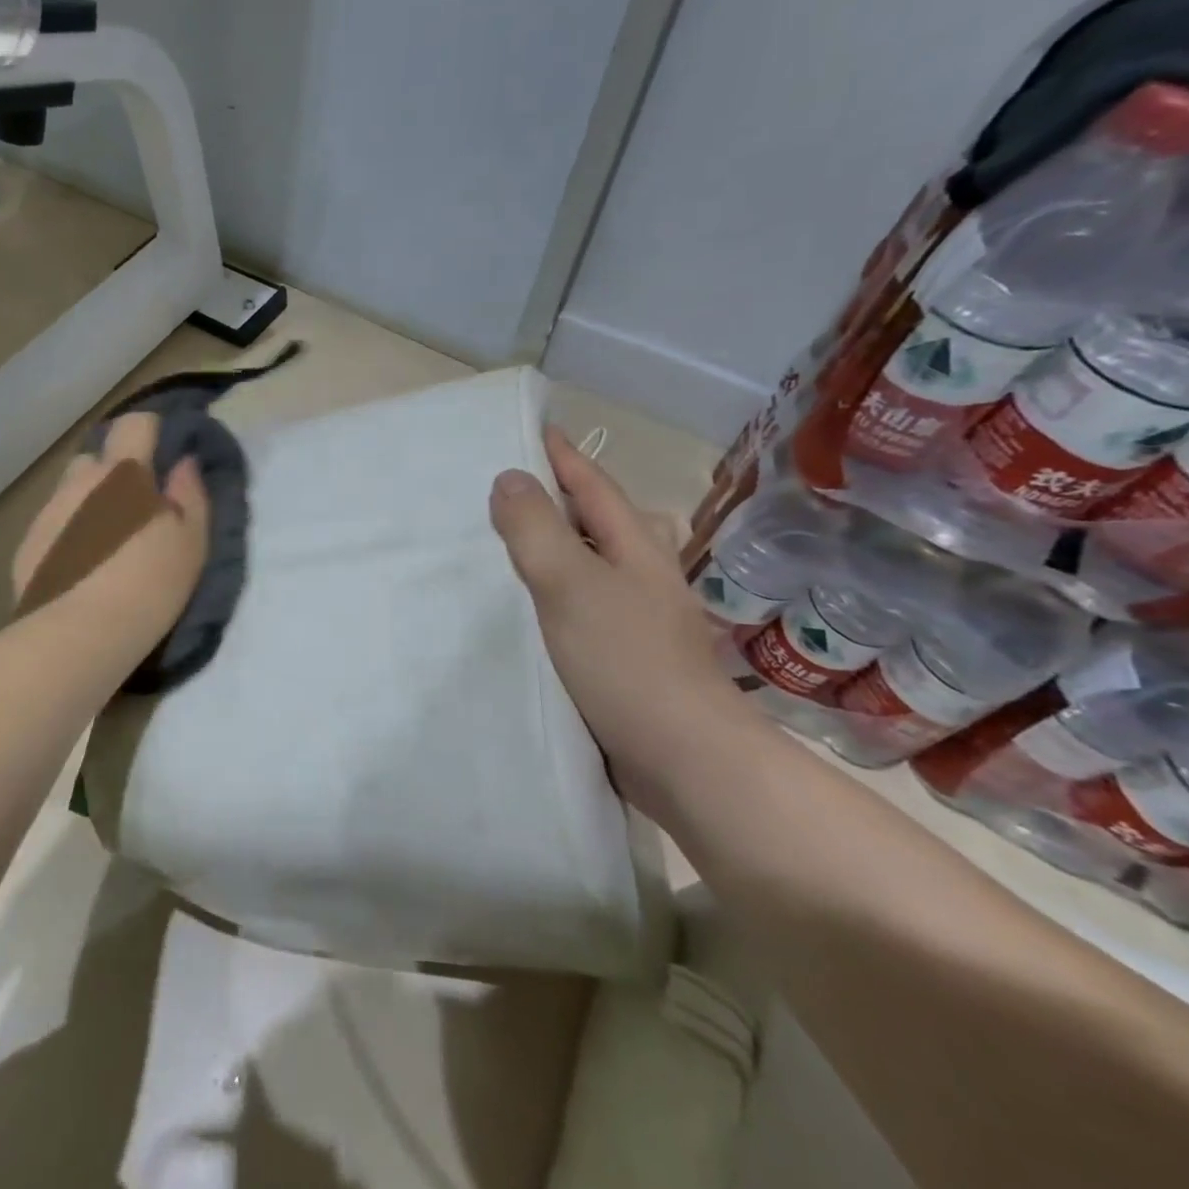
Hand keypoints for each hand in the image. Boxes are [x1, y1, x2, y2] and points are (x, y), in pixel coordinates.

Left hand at [12, 413, 210, 647]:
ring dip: (87, 503)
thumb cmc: (150, 583)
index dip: (150, 432)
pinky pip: (51, 526)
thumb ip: (191, 494)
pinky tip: (78, 568)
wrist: (81, 636)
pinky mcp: (26, 547)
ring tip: (103, 542)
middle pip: (95, 457)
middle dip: (113, 472)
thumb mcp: (191, 542)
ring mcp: (48, 513)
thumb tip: (184, 463)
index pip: (135, 423)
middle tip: (134, 507)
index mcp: (123, 473)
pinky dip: (66, 535)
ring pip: (70, 492)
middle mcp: (80, 483)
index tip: (163, 456)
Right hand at [488, 427, 743, 814]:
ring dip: (554, 546)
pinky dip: (552, 591)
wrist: (684, 760)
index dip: (561, 455)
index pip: (592, 484)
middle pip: (598, 520)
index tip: (528, 429)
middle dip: (558, 497)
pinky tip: (526, 607)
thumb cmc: (626, 661)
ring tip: (505, 541)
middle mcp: (640, 574)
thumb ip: (536, 529)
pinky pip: (581, 603)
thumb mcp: (571, 584)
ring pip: (590, 563)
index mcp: (635, 546)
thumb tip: (510, 477)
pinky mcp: (625, 655)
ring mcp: (637, 617)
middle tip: (504, 486)